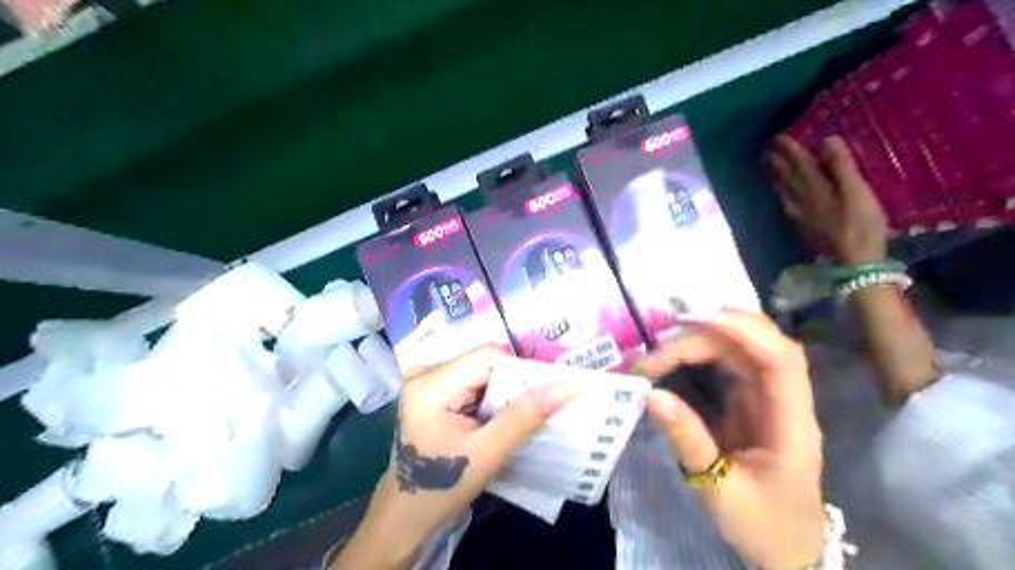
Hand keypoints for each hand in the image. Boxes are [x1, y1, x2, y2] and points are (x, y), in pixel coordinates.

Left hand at [332, 348, 570, 568]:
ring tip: (517, 415)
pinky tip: (497, 416)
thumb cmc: (442, 486)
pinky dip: (490, 396)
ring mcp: (426, 380)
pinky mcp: (432, 390)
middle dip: (512, 382)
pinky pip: (472, 380)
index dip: (520, 370)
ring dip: (503, 390)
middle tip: (536, 407)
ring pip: (481, 370)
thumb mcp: (488, 453)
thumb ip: (525, 417)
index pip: (488, 356)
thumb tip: (567, 386)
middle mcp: (425, 372)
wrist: (407, 513)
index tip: (544, 392)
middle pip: (484, 361)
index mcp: (431, 384)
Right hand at [637, 312, 826, 569]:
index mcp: (792, 425)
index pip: (780, 359)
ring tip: (657, 355)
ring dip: (699, 343)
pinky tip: (675, 357)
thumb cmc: (763, 528)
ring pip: (740, 350)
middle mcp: (785, 401)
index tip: (693, 321)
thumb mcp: (720, 492)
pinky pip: (729, 364)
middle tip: (654, 355)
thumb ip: (689, 441)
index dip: (742, 330)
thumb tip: (651, 395)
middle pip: (754, 346)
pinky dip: (701, 353)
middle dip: (703, 338)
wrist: (789, 551)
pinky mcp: (752, 402)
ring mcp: (769, 399)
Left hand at [771, 136, 889, 263]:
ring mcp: (802, 215)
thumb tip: (827, 140)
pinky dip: (783, 197)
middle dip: (778, 163)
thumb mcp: (856, 191)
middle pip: (788, 177)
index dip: (790, 150)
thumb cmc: (860, 223)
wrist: (853, 260)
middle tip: (767, 151)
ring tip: (768, 169)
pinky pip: (788, 206)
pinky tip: (782, 199)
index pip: (800, 164)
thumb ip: (841, 166)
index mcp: (817, 188)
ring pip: (785, 192)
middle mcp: (804, 200)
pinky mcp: (805, 227)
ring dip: (777, 178)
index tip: (778, 138)